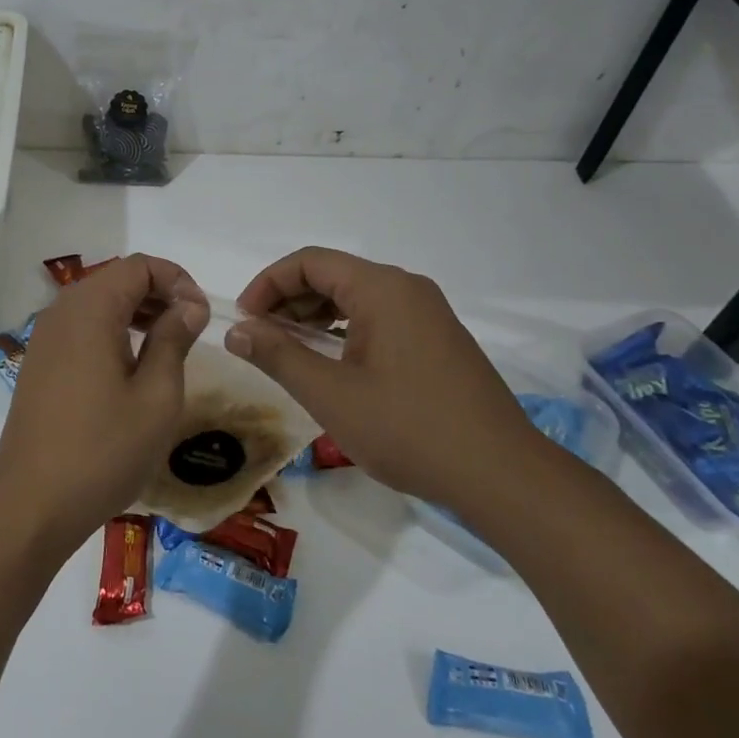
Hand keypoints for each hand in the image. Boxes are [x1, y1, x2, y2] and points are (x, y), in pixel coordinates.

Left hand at [0, 254, 208, 559]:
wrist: (31, 505)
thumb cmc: (103, 450)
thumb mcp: (157, 396)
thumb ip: (174, 339)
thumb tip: (189, 306)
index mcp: (90, 309)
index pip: (139, 265)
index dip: (177, 280)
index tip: (202, 316)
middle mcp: (61, 311)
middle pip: (116, 279)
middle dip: (159, 293)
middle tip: (192, 329)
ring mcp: (45, 338)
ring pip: (99, 303)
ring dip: (137, 312)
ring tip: (169, 345)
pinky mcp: (40, 363)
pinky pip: (82, 328)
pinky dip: (113, 331)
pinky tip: (133, 366)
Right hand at [225, 246, 543, 509]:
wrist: (502, 476)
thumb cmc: (409, 430)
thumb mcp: (331, 395)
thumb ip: (278, 356)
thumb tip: (236, 330)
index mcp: (382, 289)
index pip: (310, 261)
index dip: (268, 284)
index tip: (245, 320)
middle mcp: (407, 289)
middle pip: (333, 274)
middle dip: (289, 300)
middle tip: (260, 338)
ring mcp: (428, 314)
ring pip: (356, 297)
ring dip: (315, 316)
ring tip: (289, 351)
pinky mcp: (438, 340)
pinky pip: (379, 318)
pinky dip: (344, 330)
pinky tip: (331, 363)